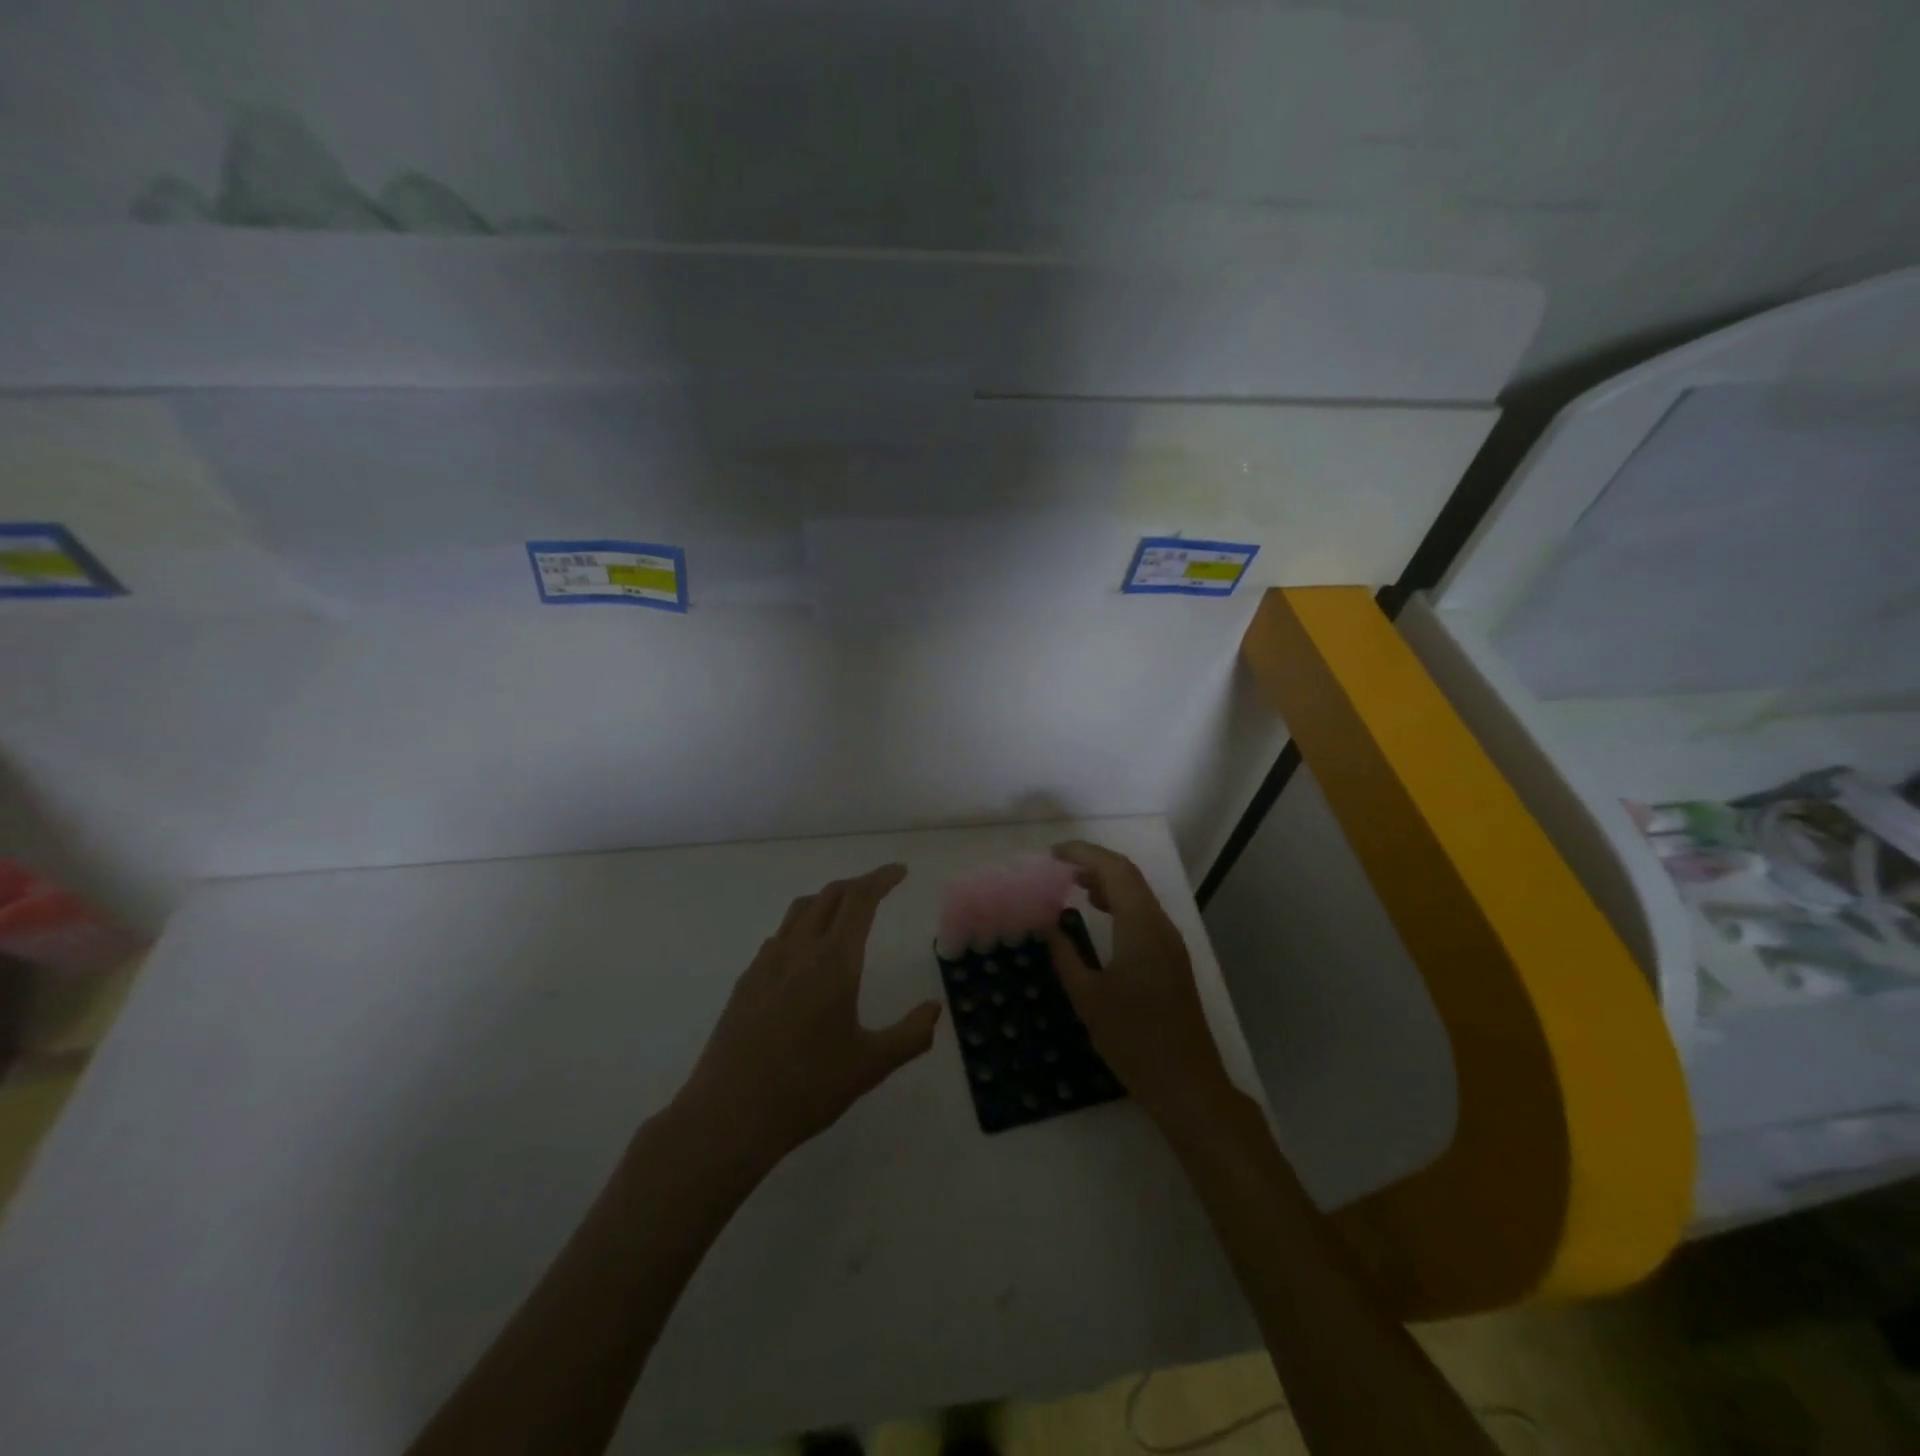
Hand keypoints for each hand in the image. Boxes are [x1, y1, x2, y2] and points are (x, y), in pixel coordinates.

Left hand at [673, 863, 942, 1174]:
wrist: (728, 1115)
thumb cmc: (807, 1088)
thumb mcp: (871, 1065)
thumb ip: (911, 1035)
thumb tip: (935, 1008)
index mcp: (833, 962)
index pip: (860, 901)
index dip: (881, 879)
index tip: (899, 872)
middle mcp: (798, 950)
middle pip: (829, 896)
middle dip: (857, 884)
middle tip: (879, 888)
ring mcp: (766, 964)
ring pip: (799, 911)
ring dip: (827, 900)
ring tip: (844, 912)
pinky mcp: (746, 982)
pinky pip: (779, 937)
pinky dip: (802, 927)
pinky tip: (806, 955)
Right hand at [1046, 841, 1235, 1129]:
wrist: (1186, 1083)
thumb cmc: (1133, 1040)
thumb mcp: (1088, 999)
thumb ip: (1066, 957)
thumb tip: (1051, 927)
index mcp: (1141, 928)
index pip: (1115, 871)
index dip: (1084, 854)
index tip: (1053, 855)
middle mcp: (1161, 926)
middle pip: (1129, 876)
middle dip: (1094, 863)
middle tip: (1058, 866)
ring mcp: (1170, 943)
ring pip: (1139, 894)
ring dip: (1108, 882)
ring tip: (1073, 884)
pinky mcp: (1172, 959)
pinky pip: (1144, 914)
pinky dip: (1119, 903)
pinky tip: (1099, 914)